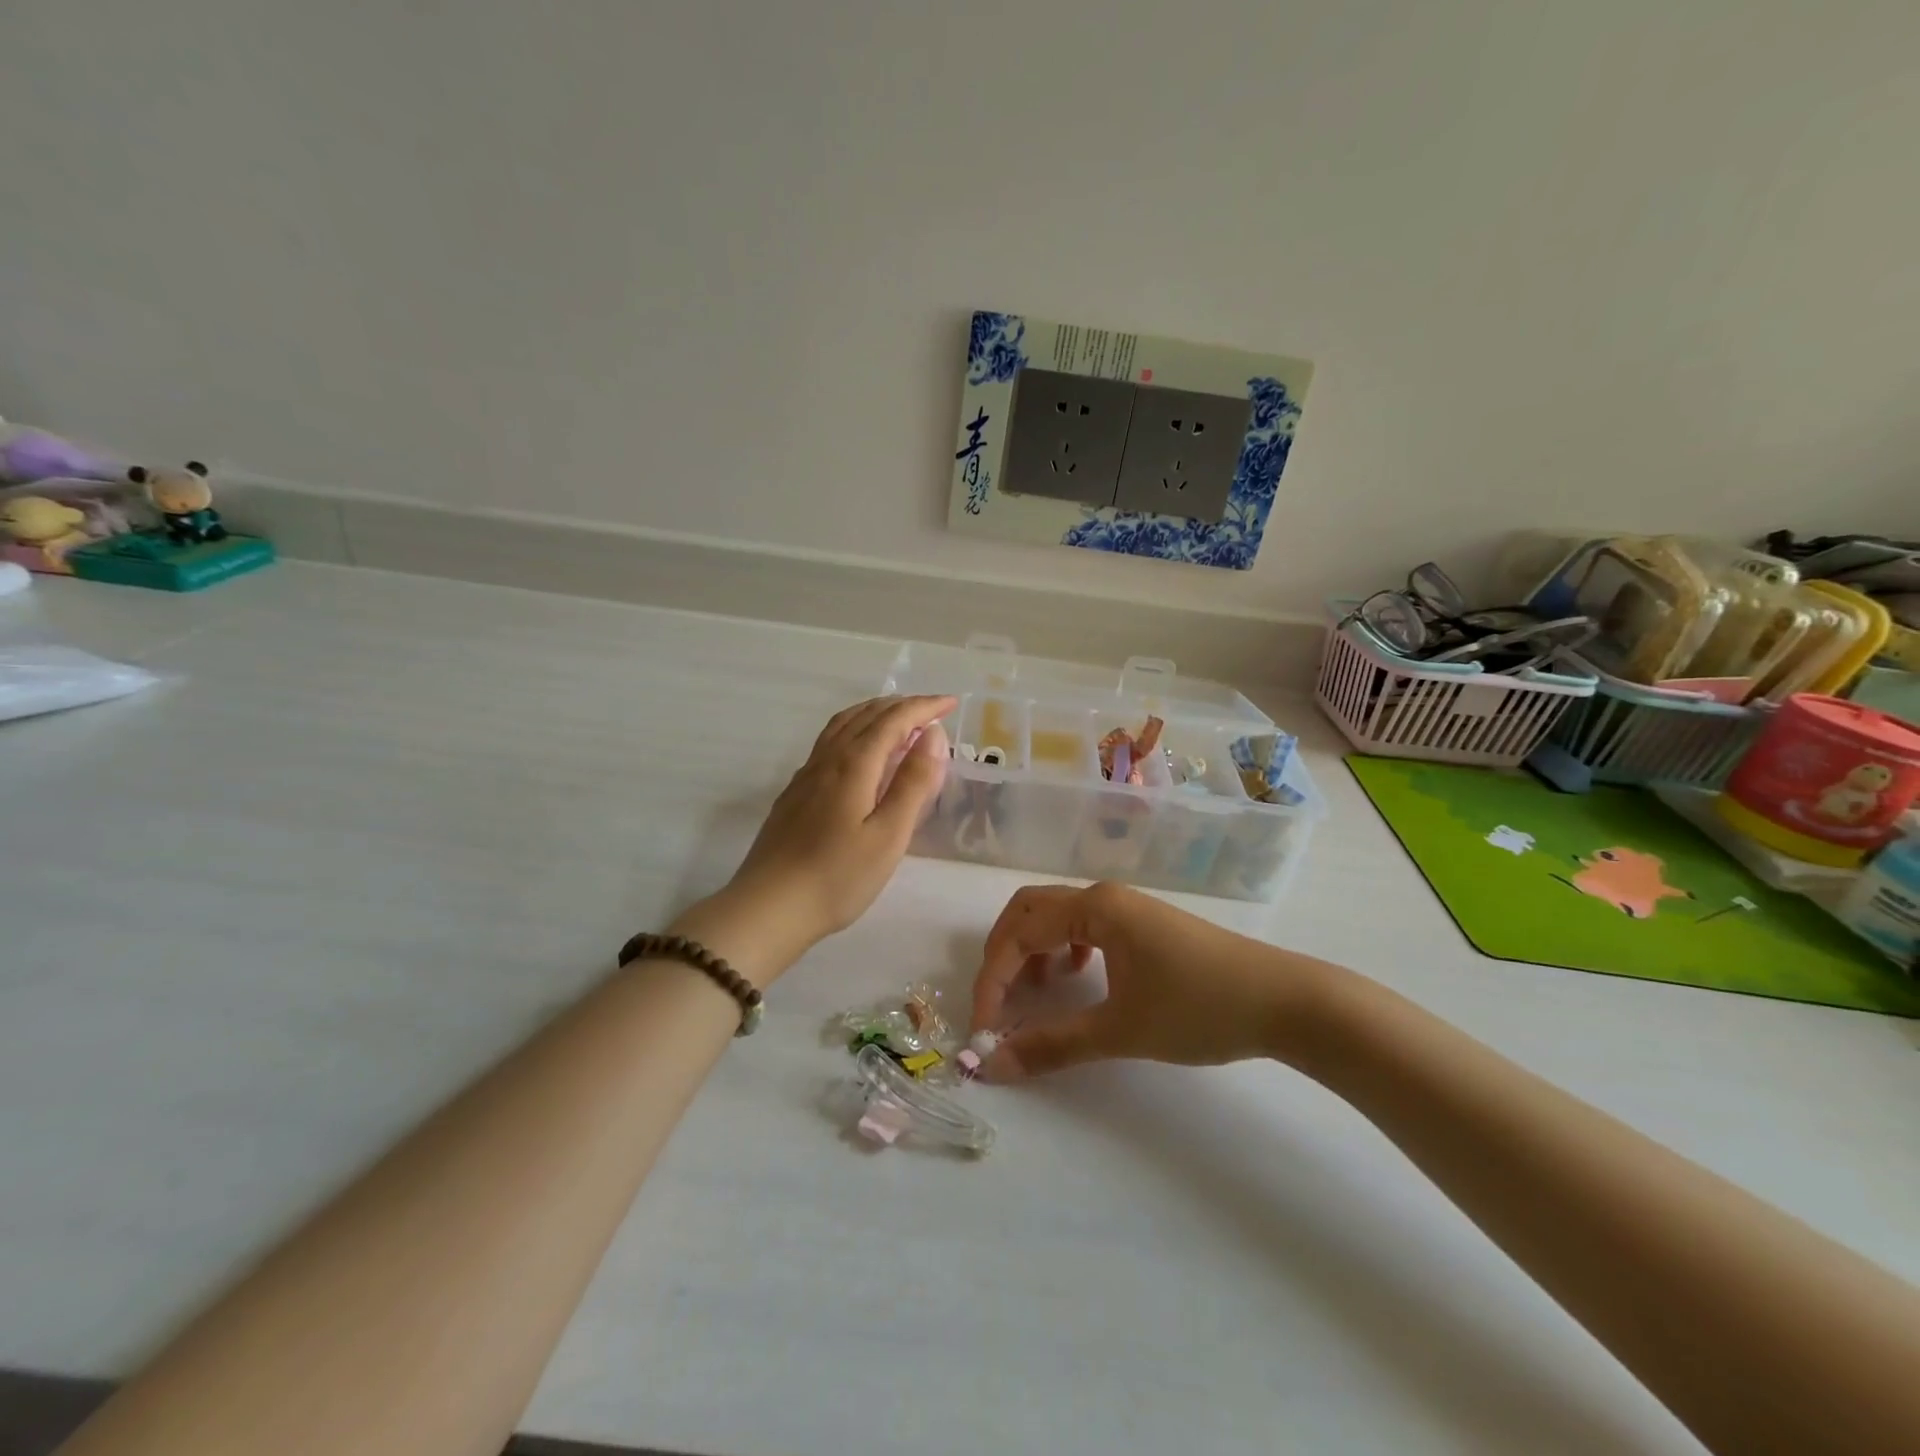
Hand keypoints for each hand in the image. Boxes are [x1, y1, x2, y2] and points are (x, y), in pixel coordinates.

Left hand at [690, 695, 954, 979]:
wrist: (768, 908)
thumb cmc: (837, 877)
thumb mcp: (888, 835)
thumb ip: (913, 783)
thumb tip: (933, 735)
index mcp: (853, 765)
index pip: (893, 720)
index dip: (923, 707)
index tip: (951, 703)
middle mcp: (827, 760)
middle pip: (866, 716)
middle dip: (902, 706)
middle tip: (932, 710)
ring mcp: (806, 775)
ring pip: (843, 725)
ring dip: (875, 713)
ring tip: (898, 720)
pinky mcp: (795, 793)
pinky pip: (829, 742)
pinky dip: (854, 730)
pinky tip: (859, 752)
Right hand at [968, 882, 1334, 1076]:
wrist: (1285, 1002)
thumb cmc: (1199, 1008)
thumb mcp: (1121, 1030)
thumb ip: (1053, 1045)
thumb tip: (992, 1067)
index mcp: (1095, 907)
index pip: (1019, 933)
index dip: (993, 980)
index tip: (985, 1029)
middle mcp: (1104, 896)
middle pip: (1030, 910)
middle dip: (1004, 954)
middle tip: (998, 1002)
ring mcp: (1127, 907)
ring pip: (1057, 916)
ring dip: (1033, 950)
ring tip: (1036, 993)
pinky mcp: (1144, 925)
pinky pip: (1085, 925)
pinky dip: (1064, 949)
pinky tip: (1078, 978)